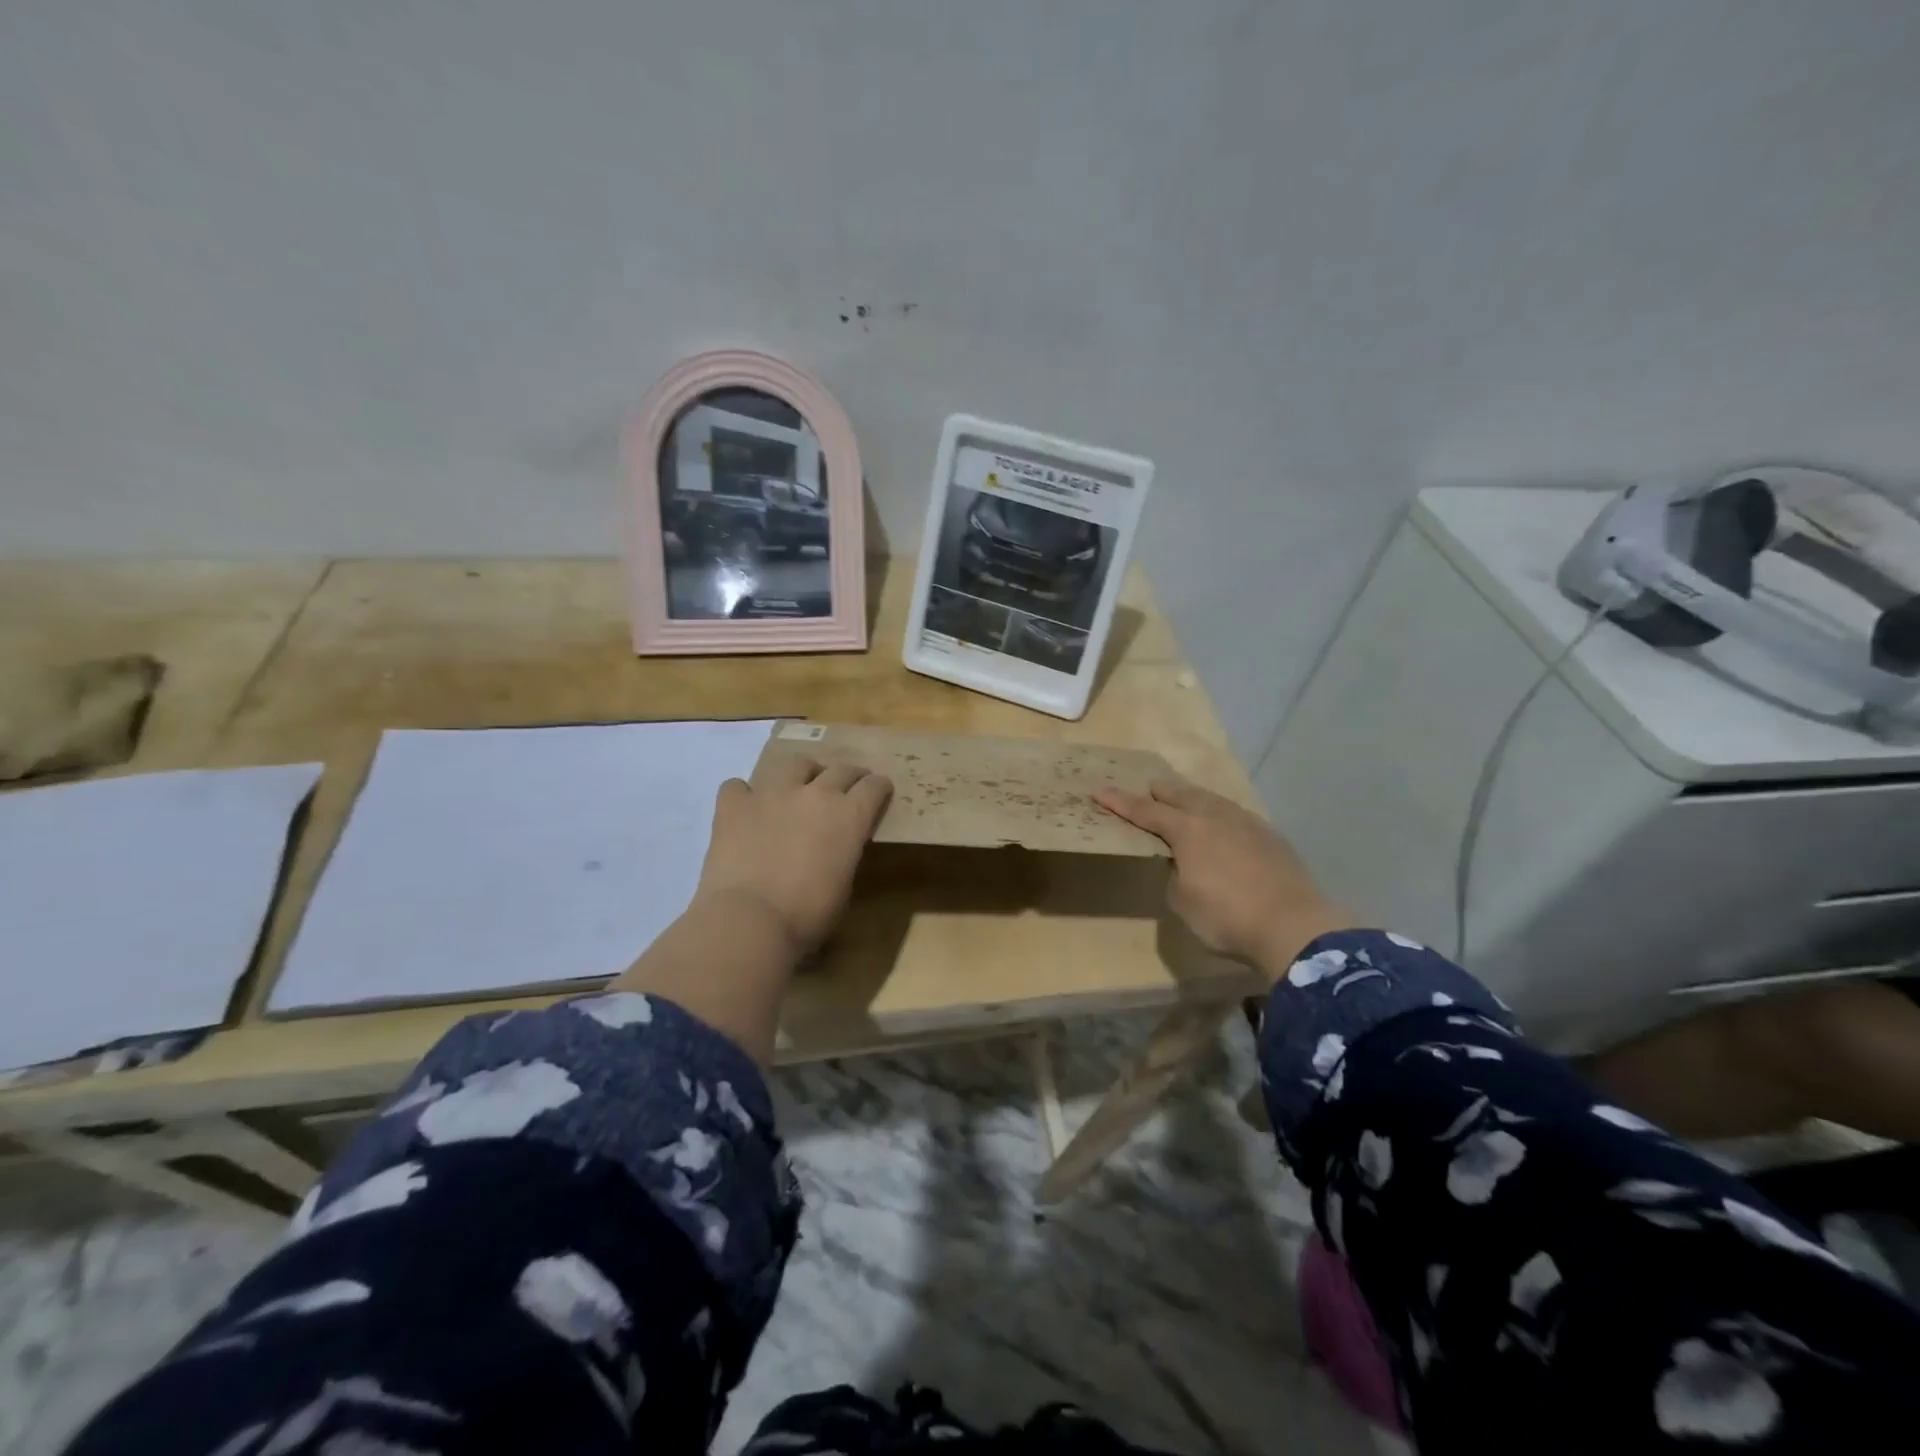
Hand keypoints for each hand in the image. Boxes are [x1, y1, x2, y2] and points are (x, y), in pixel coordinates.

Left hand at [693, 752, 892, 954]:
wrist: (750, 919)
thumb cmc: (807, 915)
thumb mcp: (843, 885)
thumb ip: (843, 854)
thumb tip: (834, 849)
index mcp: (849, 816)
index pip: (874, 787)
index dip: (879, 788)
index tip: (879, 790)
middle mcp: (815, 794)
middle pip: (840, 769)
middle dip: (849, 775)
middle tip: (848, 785)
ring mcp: (772, 794)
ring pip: (794, 762)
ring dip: (802, 772)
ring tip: (799, 785)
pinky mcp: (735, 804)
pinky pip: (738, 786)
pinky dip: (744, 795)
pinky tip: (745, 808)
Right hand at [1094, 776, 1351, 977]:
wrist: (1293, 926)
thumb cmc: (1226, 916)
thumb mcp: (1183, 902)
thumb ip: (1175, 875)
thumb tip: (1183, 865)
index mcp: (1187, 830)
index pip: (1145, 812)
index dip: (1120, 803)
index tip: (1099, 791)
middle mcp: (1215, 818)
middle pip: (1182, 795)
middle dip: (1162, 791)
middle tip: (1149, 786)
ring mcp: (1247, 824)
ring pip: (1213, 801)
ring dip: (1194, 798)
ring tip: (1186, 798)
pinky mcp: (1271, 837)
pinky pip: (1236, 815)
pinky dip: (1220, 814)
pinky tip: (1224, 823)